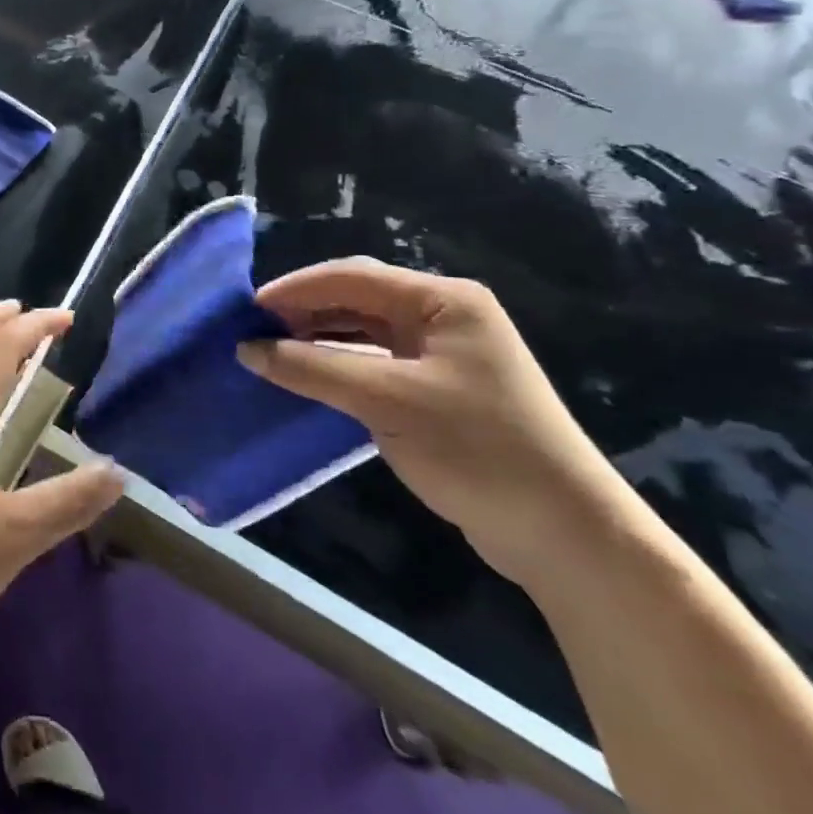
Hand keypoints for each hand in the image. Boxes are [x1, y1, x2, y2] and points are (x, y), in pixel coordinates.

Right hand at [237, 257, 631, 585]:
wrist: (567, 536)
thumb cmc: (478, 449)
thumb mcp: (384, 400)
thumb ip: (311, 368)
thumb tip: (246, 349)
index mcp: (443, 301)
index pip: (351, 277)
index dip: (294, 289)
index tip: (245, 311)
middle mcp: (444, 317)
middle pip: (355, 299)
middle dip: (302, 311)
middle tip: (252, 332)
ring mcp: (443, 355)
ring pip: (362, 331)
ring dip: (316, 338)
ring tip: (269, 353)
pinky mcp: (437, 390)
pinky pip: (373, 362)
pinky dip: (336, 366)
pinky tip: (306, 378)